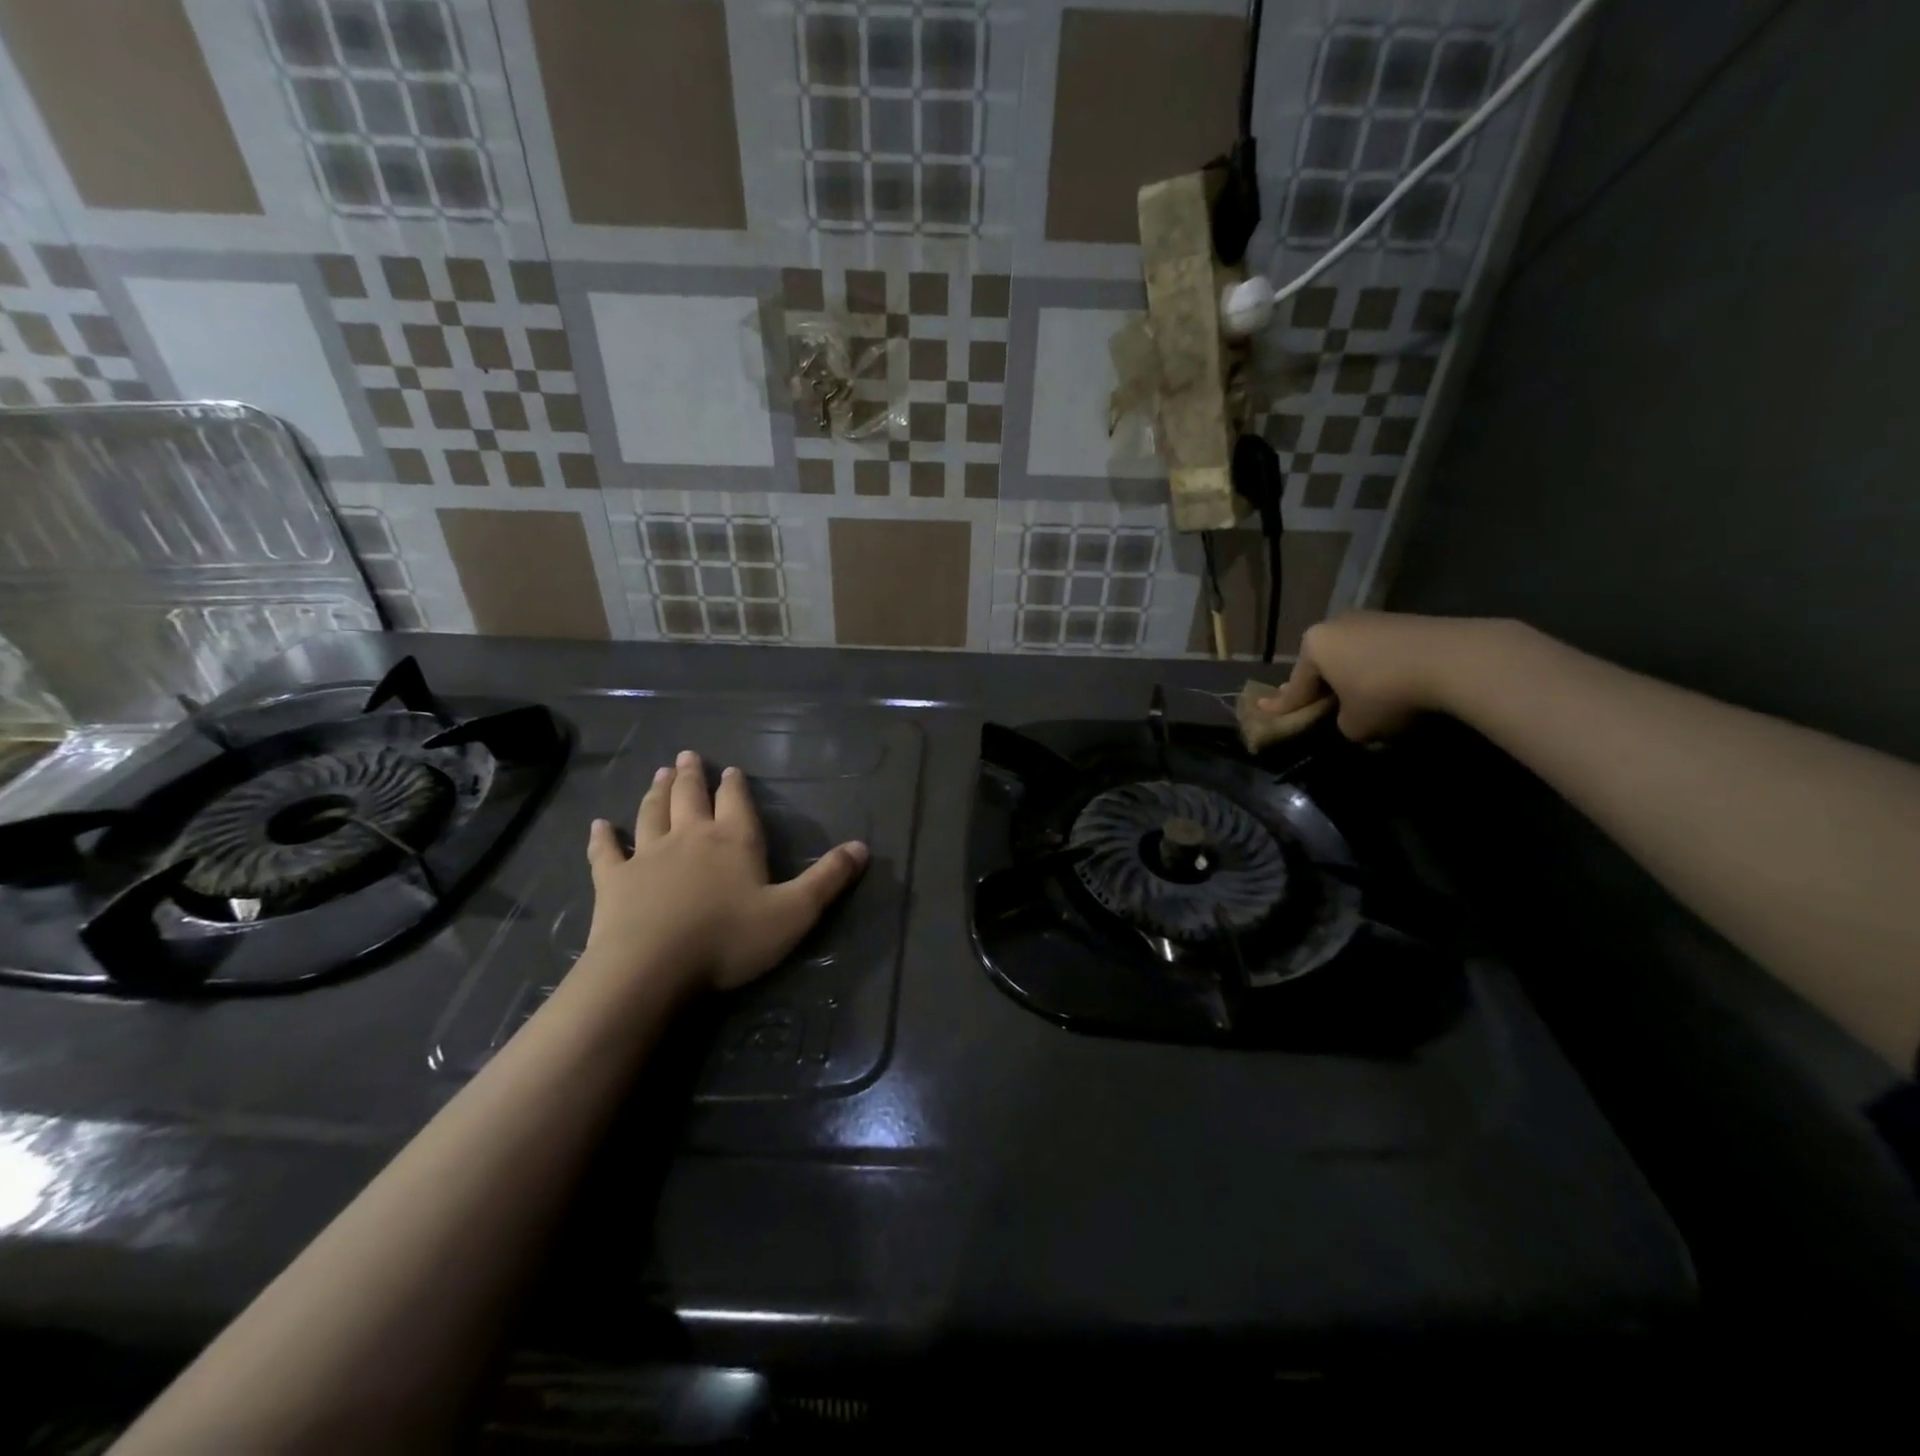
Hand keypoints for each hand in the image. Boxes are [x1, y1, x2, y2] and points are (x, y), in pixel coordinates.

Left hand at [582, 750, 867, 996]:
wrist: (652, 968)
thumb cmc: (729, 939)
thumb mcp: (794, 913)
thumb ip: (828, 879)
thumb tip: (863, 847)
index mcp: (733, 840)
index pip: (736, 802)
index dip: (735, 785)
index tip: (730, 770)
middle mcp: (690, 837)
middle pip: (690, 797)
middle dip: (692, 776)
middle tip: (687, 756)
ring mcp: (646, 856)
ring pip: (651, 813)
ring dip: (656, 792)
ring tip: (659, 774)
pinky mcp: (613, 881)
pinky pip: (606, 852)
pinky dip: (602, 837)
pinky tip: (598, 825)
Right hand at [1261, 610, 1511, 741]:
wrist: (1453, 660)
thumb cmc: (1385, 693)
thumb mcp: (1354, 725)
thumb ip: (1341, 723)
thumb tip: (1351, 717)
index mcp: (1314, 646)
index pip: (1295, 686)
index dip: (1281, 705)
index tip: (1263, 709)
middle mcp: (1336, 625)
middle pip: (1321, 663)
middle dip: (1317, 684)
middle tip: (1310, 701)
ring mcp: (1371, 619)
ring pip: (1351, 655)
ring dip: (1350, 675)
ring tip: (1355, 695)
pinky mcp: (1405, 621)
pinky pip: (1379, 652)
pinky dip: (1377, 668)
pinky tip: (1388, 684)